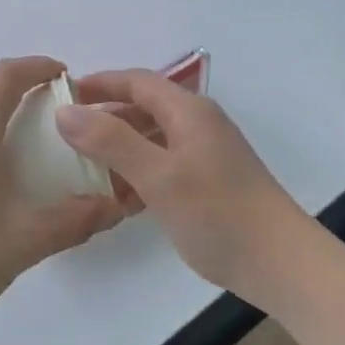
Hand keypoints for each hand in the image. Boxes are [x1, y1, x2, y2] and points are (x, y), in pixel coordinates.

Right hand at [55, 69, 328, 309]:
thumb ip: (110, 141)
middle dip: (106, 118)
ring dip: (120, 149)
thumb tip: (64, 111)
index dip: (100, 84)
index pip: (137, 81)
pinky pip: (164, 165)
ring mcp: (205, 154)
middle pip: (144, 108)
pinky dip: (139, 174)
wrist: (280, 263)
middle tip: (67, 136)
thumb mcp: (158, 175)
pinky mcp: (208, 182)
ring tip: (86, 170)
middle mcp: (198, 124)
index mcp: (188, 111)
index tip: (63, 95)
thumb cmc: (217, 212)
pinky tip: (120, 200)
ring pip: (152, 139)